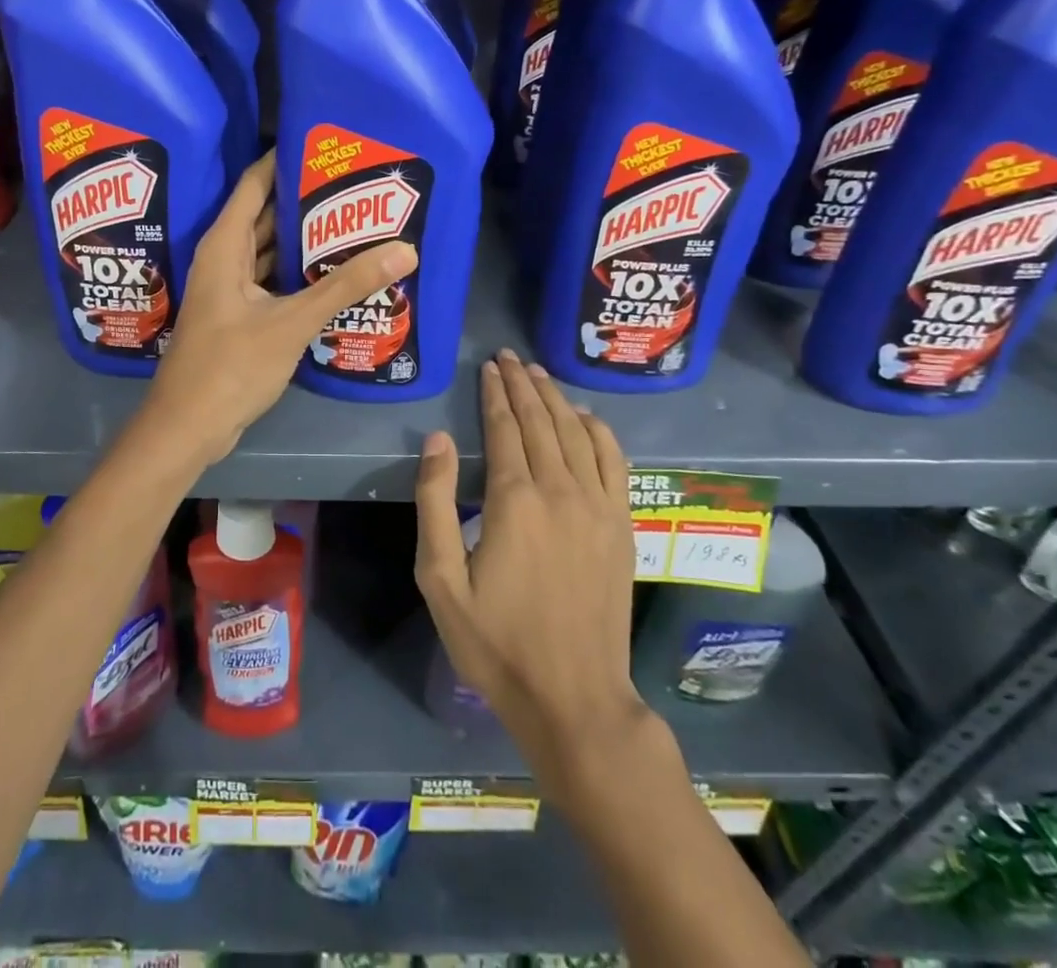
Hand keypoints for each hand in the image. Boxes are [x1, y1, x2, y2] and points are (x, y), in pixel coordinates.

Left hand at [140, 151, 417, 469]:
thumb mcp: (292, 321)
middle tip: (355, 184)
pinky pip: (273, 279)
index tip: (325, 144)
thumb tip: (404, 250)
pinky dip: (299, 272)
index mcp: (225, 245)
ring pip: (271, 250)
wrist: (189, 426)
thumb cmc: (231, 365)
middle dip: (306, 199)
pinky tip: (334, 271)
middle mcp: (225, 258)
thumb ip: (345, 286)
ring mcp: (231, 288)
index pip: (255, 183)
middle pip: (267, 214)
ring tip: (355, 220)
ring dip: (304, 238)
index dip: (284, 159)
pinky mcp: (240, 315)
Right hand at [414, 349, 649, 785]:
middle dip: (523, 385)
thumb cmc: (496, 641)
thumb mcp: (441, 579)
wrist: (573, 698)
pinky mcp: (621, 527)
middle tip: (510, 357)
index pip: (504, 427)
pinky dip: (600, 432)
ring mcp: (598, 507)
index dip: (494, 394)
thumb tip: (439, 439)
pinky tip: (587, 418)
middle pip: (541, 421)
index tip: (488, 367)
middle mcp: (560, 491)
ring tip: (540, 374)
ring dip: (557, 399)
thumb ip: (435, 502)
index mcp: (514, 500)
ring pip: (577, 434)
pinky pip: (614, 463)